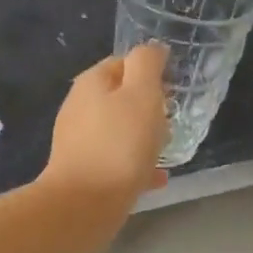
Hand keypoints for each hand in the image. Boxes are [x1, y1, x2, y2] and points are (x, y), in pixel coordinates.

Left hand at [44, 45, 169, 202]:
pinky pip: (115, 161)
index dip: (150, 72)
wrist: (84, 204)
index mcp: (92, 83)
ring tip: (167, 149)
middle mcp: (79, 107)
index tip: (173, 88)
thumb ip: (147, 65)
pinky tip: (156, 178)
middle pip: (120, 98)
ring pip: (118, 131)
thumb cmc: (119, 144)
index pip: (123, 63)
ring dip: (142, 137)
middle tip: (172, 120)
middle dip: (147, 107)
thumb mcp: (142, 94)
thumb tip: (153, 49)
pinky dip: (135, 165)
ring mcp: (78, 141)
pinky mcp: (83, 171)